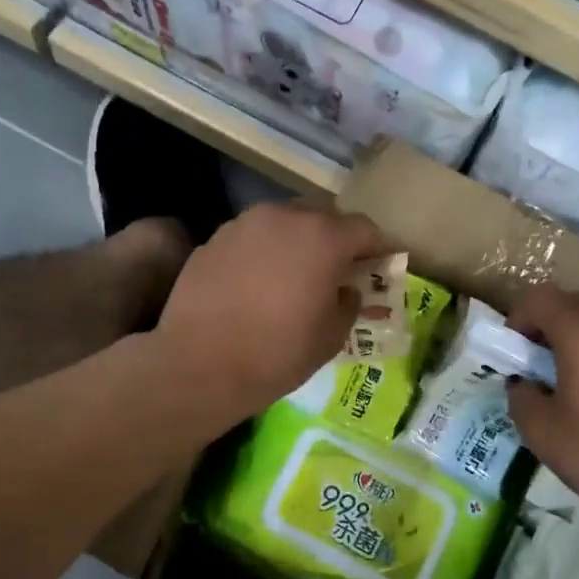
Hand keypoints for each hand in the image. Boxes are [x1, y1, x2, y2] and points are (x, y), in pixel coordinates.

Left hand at [157, 201, 388, 419]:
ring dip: (297, 239)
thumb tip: (346, 290)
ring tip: (295, 272)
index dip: (377, 248)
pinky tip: (258, 282)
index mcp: (324, 238)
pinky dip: (264, 251)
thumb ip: (348, 304)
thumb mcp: (331, 337)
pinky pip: (252, 237)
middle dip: (336, 236)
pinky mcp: (214, 239)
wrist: (199, 364)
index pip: (365, 229)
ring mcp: (245, 224)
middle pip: (323, 214)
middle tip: (337, 267)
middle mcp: (285, 217)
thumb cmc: (277, 354)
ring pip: (284, 220)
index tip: (379, 267)